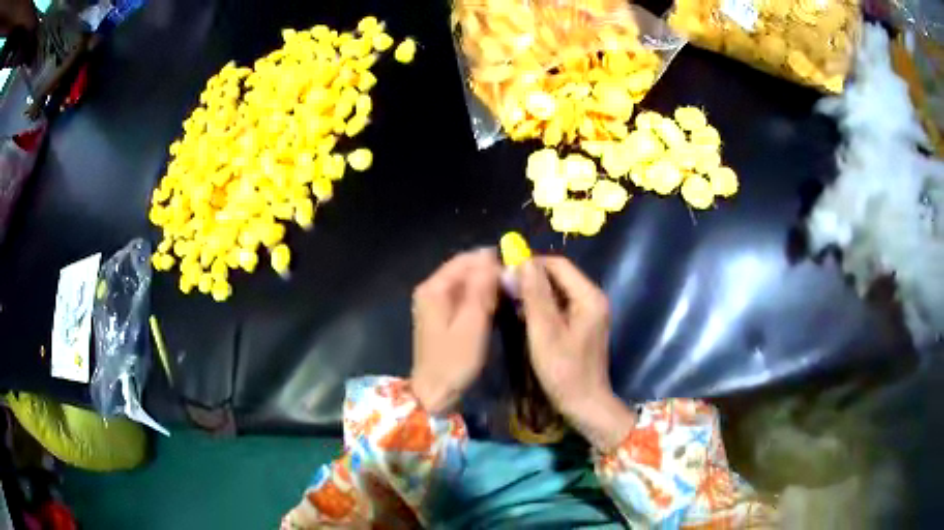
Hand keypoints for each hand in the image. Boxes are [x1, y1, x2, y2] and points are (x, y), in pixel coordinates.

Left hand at [411, 248, 500, 413]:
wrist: (435, 392)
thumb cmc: (454, 360)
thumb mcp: (472, 324)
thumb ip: (481, 289)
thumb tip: (491, 258)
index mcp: (434, 288)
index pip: (466, 260)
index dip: (492, 262)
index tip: (516, 271)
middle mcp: (431, 289)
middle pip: (465, 270)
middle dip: (490, 274)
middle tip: (516, 287)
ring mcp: (435, 303)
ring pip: (467, 284)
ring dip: (488, 287)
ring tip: (511, 297)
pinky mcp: (442, 316)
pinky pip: (464, 298)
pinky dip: (481, 299)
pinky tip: (497, 309)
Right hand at [519, 257, 635, 450]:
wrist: (584, 403)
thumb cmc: (564, 370)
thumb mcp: (545, 331)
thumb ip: (535, 295)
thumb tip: (522, 262)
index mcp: (589, 296)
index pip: (559, 264)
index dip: (532, 264)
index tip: (506, 272)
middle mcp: (593, 298)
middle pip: (559, 276)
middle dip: (532, 278)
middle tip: (505, 288)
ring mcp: (589, 312)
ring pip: (558, 291)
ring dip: (535, 292)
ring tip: (510, 300)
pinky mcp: (583, 325)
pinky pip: (560, 306)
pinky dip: (542, 307)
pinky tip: (524, 316)